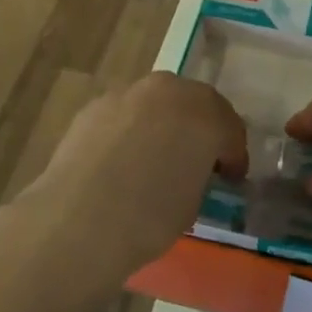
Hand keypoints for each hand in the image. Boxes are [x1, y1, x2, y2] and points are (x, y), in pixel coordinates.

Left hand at [23, 71, 246, 286]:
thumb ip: (200, 174)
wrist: (78, 220)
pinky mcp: (96, 105)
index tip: (230, 179)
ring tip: (155, 156)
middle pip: (196, 104)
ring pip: (158, 103)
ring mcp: (129, 93)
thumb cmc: (149, 218)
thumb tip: (191, 172)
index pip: (230, 130)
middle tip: (198, 160)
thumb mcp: (193, 201)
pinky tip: (121, 158)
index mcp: (206, 114)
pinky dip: (131, 129)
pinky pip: (125, 114)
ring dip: (164, 124)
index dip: (233, 156)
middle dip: (200, 129)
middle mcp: (171, 91)